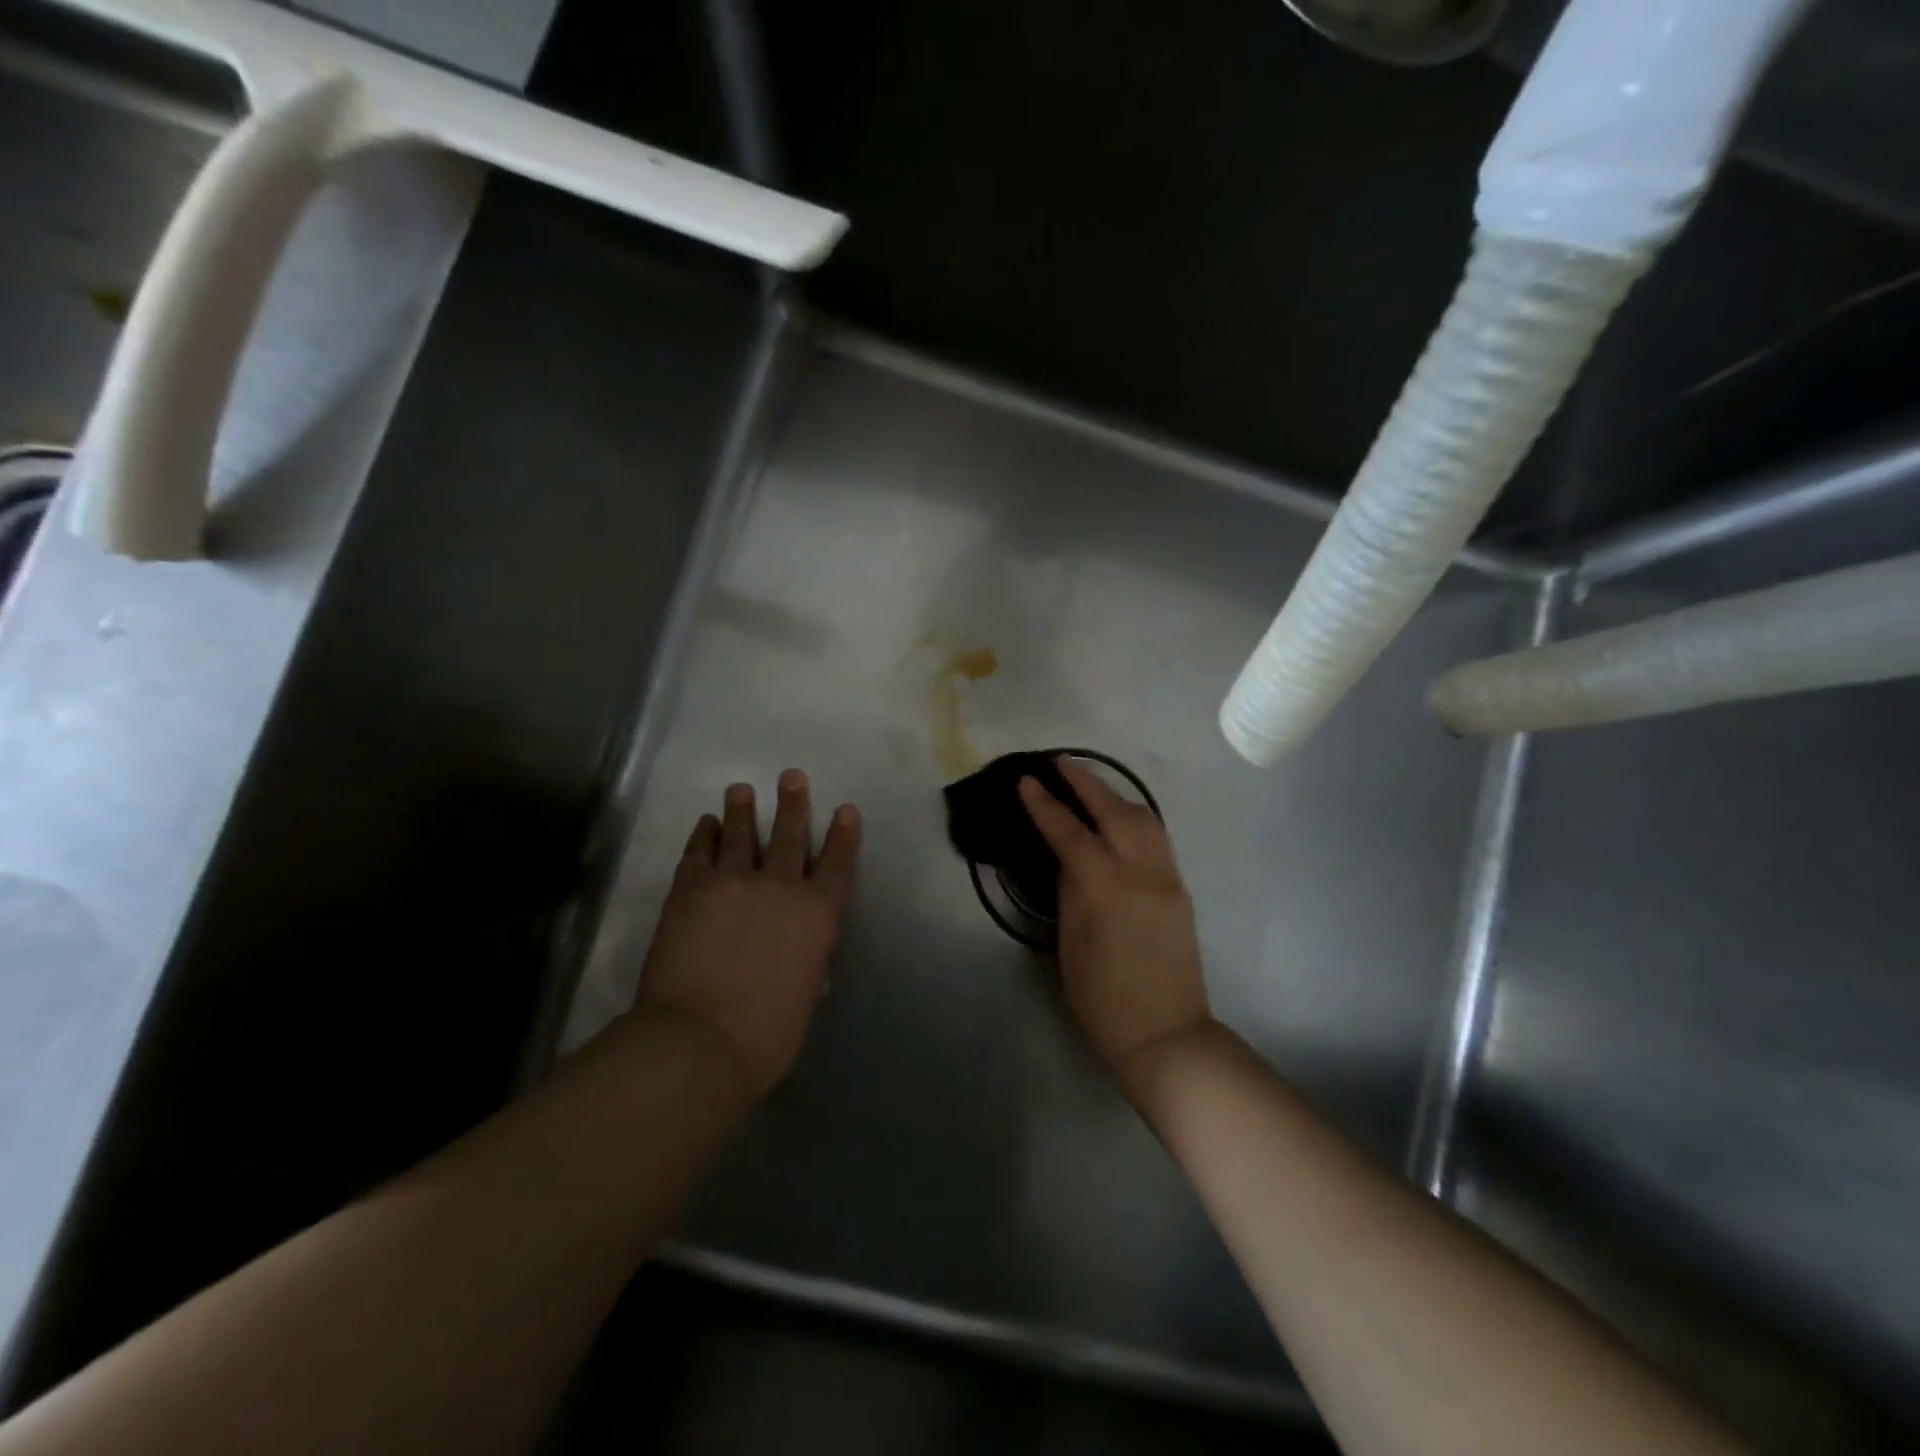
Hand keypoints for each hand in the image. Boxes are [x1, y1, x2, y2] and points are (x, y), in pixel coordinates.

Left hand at [632, 771, 861, 1095]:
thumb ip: (809, 968)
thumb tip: (808, 960)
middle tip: (791, 776)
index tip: (846, 810)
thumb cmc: (766, 1035)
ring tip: (741, 788)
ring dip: (742, 810)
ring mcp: (733, 882)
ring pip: (741, 834)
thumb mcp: (804, 1000)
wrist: (699, 1040)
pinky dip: (703, 835)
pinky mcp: (690, 888)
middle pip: (790, 835)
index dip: (844, 836)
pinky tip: (705, 823)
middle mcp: (781, 887)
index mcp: (818, 915)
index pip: (837, 865)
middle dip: (793, 804)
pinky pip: (699, 852)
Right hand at [1018, 759, 1212, 1090]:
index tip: (1028, 780)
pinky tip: (1118, 818)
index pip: (1070, 832)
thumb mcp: (1070, 945)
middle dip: (1086, 783)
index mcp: (1106, 888)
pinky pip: (1157, 838)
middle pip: (1114, 811)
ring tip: (1090, 785)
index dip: (1046, 805)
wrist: (1166, 1034)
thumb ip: (1070, 891)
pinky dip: (1134, 817)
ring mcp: (1167, 878)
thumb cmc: (1102, 999)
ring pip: (1144, 817)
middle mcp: (1142, 872)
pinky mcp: (1180, 889)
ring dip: (1115, 795)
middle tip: (1061, 763)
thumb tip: (1069, 857)